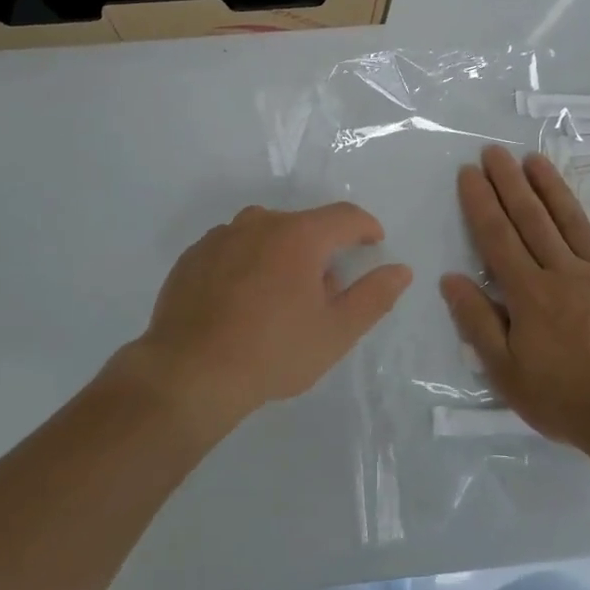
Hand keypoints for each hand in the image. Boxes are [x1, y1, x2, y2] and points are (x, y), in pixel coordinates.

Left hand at [127, 203, 411, 438]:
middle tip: (324, 291)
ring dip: (281, 255)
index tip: (374, 243)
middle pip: (303, 225)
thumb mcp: (335, 332)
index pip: (345, 216)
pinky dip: (246, 265)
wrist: (188, 373)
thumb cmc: (273, 352)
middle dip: (320, 250)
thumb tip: (401, 269)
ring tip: (279, 299)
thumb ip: (374, 296)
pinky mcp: (193, 255)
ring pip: (265, 235)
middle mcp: (259, 222)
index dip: (366, 227)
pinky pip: (233, 249)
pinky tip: (241, 302)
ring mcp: (221, 236)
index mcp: (299, 235)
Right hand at [440, 146, 589, 449]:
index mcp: (529, 293)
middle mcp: (563, 272)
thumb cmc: (567, 400)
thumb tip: (450, 279)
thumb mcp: (506, 373)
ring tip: (533, 158)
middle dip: (509, 183)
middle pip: (530, 219)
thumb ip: (477, 323)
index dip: (480, 203)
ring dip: (551, 186)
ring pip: (571, 220)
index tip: (469, 173)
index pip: (497, 238)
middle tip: (494, 151)